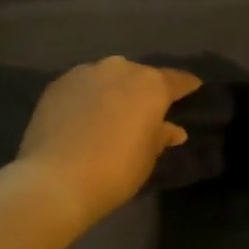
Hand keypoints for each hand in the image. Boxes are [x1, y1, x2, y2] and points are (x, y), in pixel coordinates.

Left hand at [14, 57, 201, 229]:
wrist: (55, 180)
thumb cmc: (115, 171)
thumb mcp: (147, 157)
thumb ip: (161, 136)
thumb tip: (172, 129)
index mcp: (150, 85)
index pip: (176, 80)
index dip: (186, 86)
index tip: (193, 88)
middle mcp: (120, 69)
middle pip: (139, 75)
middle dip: (145, 89)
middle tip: (146, 108)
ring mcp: (85, 73)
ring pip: (108, 76)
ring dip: (114, 89)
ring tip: (113, 111)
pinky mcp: (57, 84)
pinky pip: (82, 85)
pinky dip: (88, 96)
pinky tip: (85, 115)